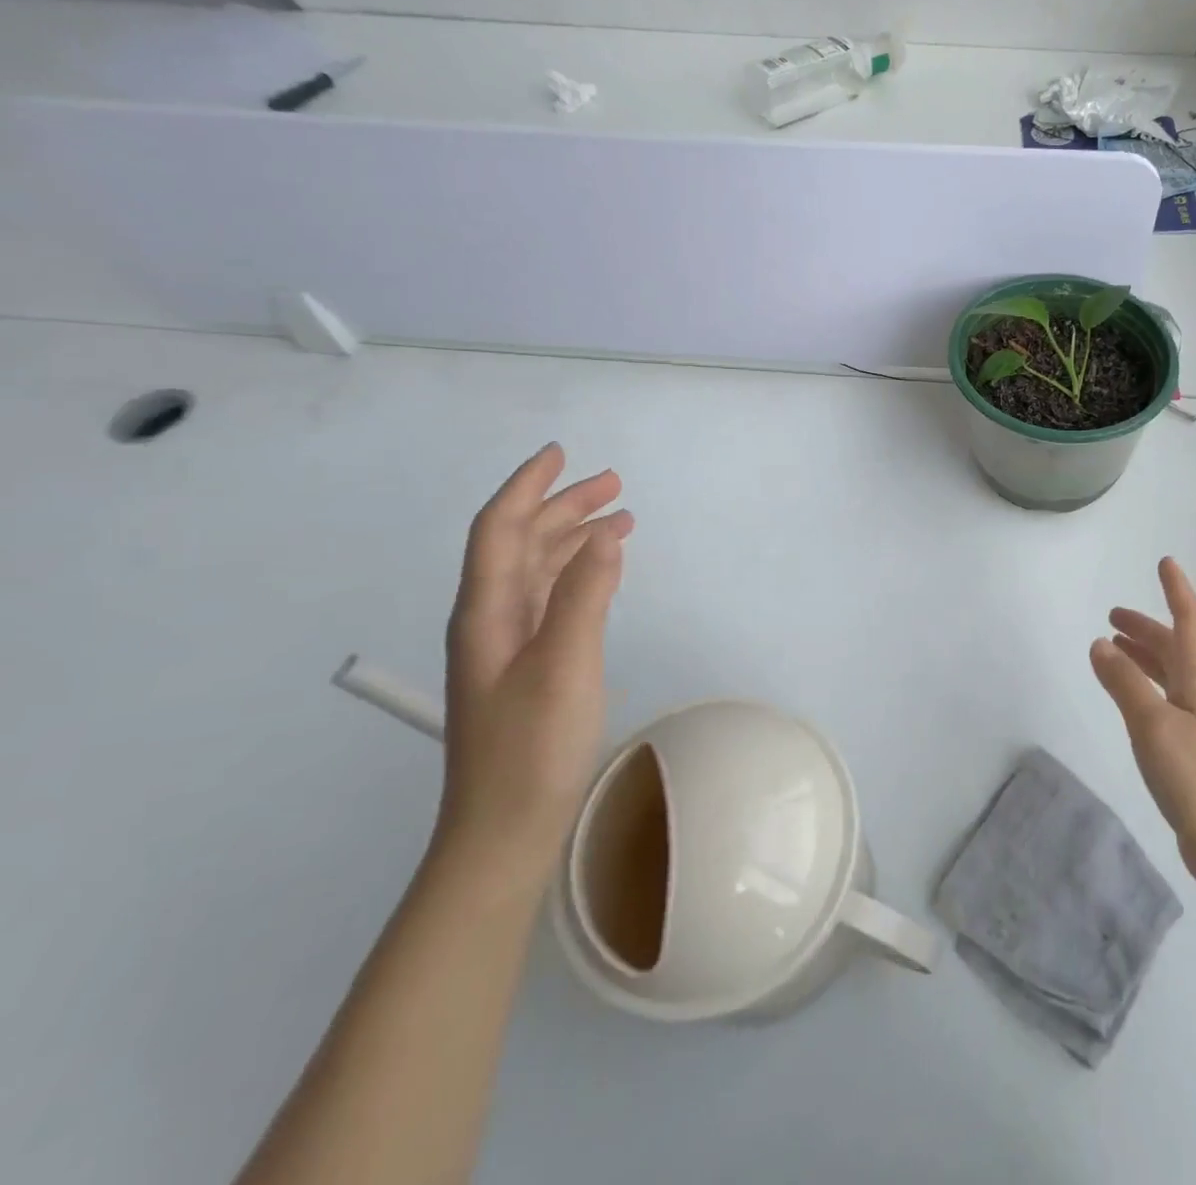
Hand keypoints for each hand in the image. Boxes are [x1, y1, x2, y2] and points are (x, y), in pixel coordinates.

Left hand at [438, 444, 633, 880]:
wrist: (505, 831)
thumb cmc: (532, 748)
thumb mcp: (564, 664)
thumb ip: (584, 595)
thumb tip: (606, 534)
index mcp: (486, 611)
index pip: (500, 529)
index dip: (528, 487)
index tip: (562, 453)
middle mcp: (491, 619)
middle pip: (521, 543)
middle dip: (563, 506)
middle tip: (615, 484)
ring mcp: (509, 645)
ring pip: (539, 570)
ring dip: (575, 537)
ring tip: (620, 518)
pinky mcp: (529, 666)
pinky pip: (552, 598)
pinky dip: (578, 573)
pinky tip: (602, 572)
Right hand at [1091, 557, 1195, 889]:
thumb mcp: (1153, 725)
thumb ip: (1124, 684)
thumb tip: (1100, 644)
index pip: (1190, 623)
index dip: (1178, 592)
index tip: (1165, 563)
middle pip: (1176, 648)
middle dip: (1147, 627)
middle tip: (1112, 616)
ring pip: (1170, 675)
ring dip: (1143, 656)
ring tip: (1113, 649)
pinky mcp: (1192, 752)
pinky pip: (1164, 701)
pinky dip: (1143, 687)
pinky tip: (1130, 700)